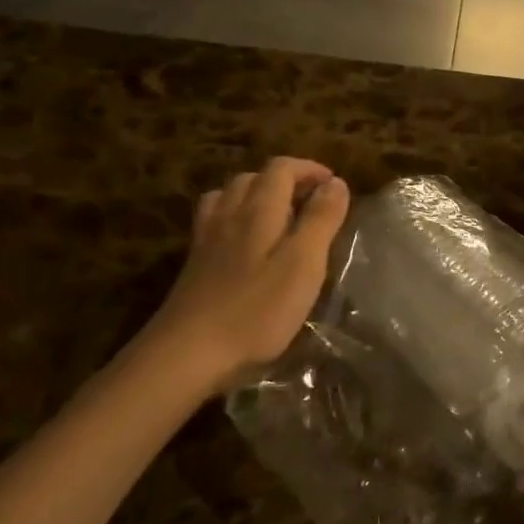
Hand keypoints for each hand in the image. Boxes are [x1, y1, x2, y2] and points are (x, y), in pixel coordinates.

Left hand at [139, 157, 350, 391]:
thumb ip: (321, 220)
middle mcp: (228, 215)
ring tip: (280, 216)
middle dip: (286, 180)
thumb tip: (335, 183)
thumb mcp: (303, 264)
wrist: (187, 354)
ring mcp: (206, 240)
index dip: (309, 169)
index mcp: (258, 211)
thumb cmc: (257, 310)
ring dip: (257, 195)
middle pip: (253, 178)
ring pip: (229, 197)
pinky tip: (244, 241)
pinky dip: (235, 217)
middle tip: (312, 202)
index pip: (281, 169)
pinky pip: (214, 221)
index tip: (334, 185)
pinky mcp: (195, 265)